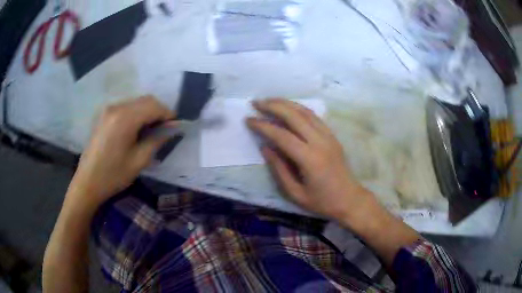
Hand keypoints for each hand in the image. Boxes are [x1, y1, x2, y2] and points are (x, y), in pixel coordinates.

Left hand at [68, 96, 174, 209]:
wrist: (88, 182)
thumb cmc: (113, 175)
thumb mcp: (139, 161)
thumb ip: (157, 140)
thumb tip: (173, 128)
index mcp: (125, 118)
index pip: (154, 106)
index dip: (168, 114)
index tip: (176, 127)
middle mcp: (117, 107)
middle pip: (145, 100)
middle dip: (159, 111)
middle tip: (165, 129)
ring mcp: (109, 109)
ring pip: (136, 102)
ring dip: (148, 112)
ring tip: (151, 130)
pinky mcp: (104, 115)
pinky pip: (126, 107)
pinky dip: (137, 113)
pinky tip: (137, 129)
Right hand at [247, 98, 376, 223]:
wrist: (349, 199)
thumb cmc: (321, 201)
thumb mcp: (295, 193)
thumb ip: (279, 169)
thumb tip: (265, 148)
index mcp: (310, 159)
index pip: (282, 135)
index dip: (263, 126)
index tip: (248, 120)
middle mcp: (320, 142)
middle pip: (294, 116)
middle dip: (273, 106)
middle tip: (256, 102)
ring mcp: (329, 136)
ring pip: (306, 112)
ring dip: (286, 103)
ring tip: (269, 100)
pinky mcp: (332, 136)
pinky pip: (315, 116)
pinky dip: (299, 108)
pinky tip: (289, 107)